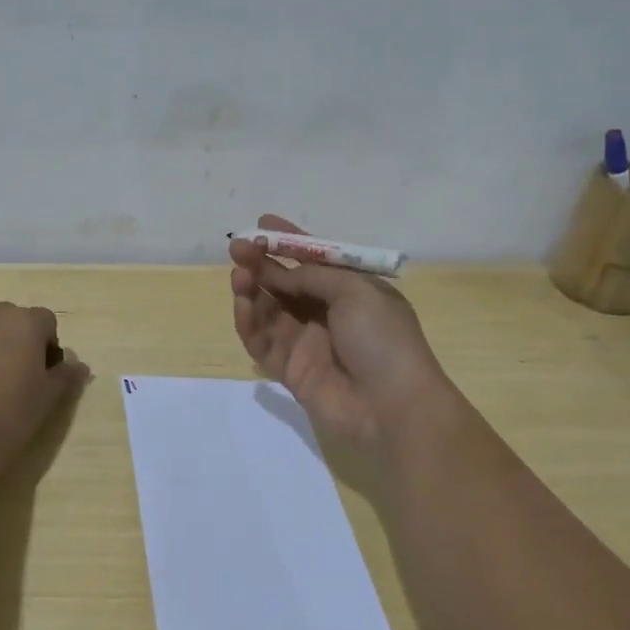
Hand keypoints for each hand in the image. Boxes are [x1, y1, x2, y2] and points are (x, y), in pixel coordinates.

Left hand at [0, 303, 88, 474]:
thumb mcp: (48, 401)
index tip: (41, 377)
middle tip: (9, 383)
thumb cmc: (7, 420)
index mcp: (23, 323)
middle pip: (6, 321)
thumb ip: (66, 375)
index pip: (45, 322)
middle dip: (11, 343)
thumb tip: (76, 364)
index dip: (46, 347)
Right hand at [230, 215, 457, 450]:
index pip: (314, 260)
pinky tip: (242, 304)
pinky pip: (262, 341)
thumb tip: (281, 274)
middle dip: (261, 264)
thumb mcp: (356, 291)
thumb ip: (313, 276)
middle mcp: (326, 312)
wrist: (393, 405)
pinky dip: (249, 322)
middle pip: (285, 283)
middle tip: (237, 249)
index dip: (288, 242)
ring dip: (251, 290)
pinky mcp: (289, 369)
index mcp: (351, 290)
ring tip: (239, 277)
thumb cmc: (384, 339)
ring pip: (269, 310)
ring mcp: (306, 341)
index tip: (261, 224)